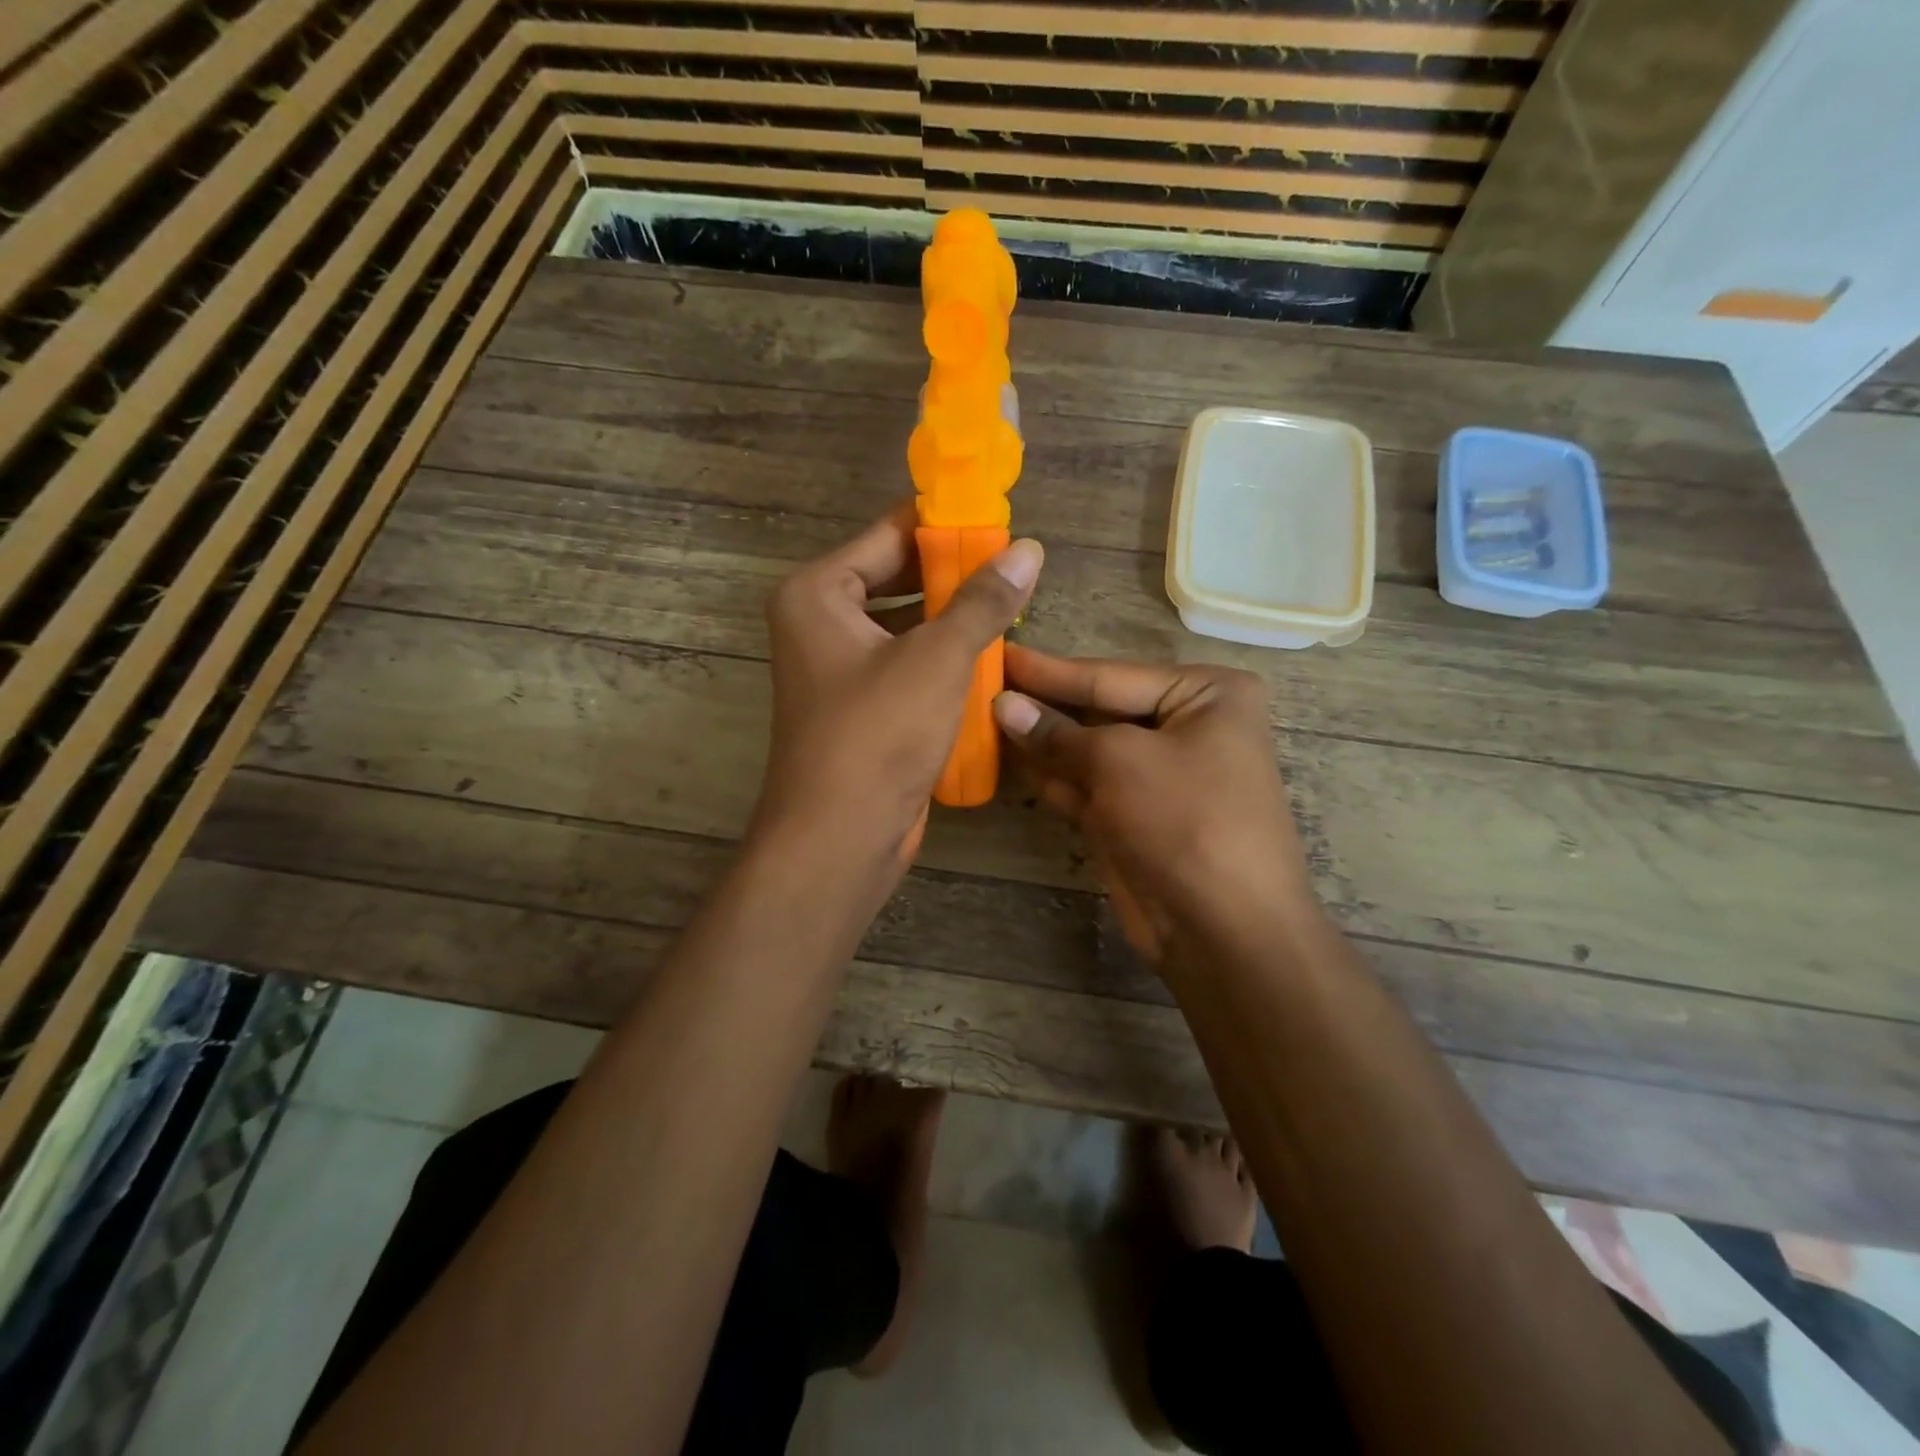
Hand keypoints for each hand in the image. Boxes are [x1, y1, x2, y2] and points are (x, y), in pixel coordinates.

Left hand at [754, 504, 1042, 874]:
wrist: (839, 836)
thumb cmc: (878, 734)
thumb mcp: (937, 658)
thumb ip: (982, 601)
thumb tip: (1027, 550)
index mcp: (818, 593)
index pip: (889, 534)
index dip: (945, 525)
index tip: (999, 519)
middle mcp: (819, 622)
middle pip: (896, 577)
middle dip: (953, 574)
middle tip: (1015, 566)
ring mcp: (837, 667)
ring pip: (904, 624)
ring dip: (952, 618)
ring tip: (1012, 605)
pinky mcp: (859, 705)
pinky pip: (905, 663)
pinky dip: (941, 657)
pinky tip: (989, 655)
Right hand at [993, 647, 1315, 961]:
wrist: (1225, 929)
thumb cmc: (1184, 820)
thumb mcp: (1119, 762)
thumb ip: (1057, 732)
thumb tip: (1003, 705)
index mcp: (1207, 694)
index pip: (1111, 674)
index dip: (1050, 670)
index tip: (1000, 652)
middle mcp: (1188, 726)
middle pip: (1100, 708)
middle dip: (1045, 705)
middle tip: (983, 687)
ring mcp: (1162, 774)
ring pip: (1089, 749)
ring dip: (1042, 741)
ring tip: (983, 719)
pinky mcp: (1137, 814)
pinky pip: (1088, 784)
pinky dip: (1053, 776)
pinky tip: (1009, 759)